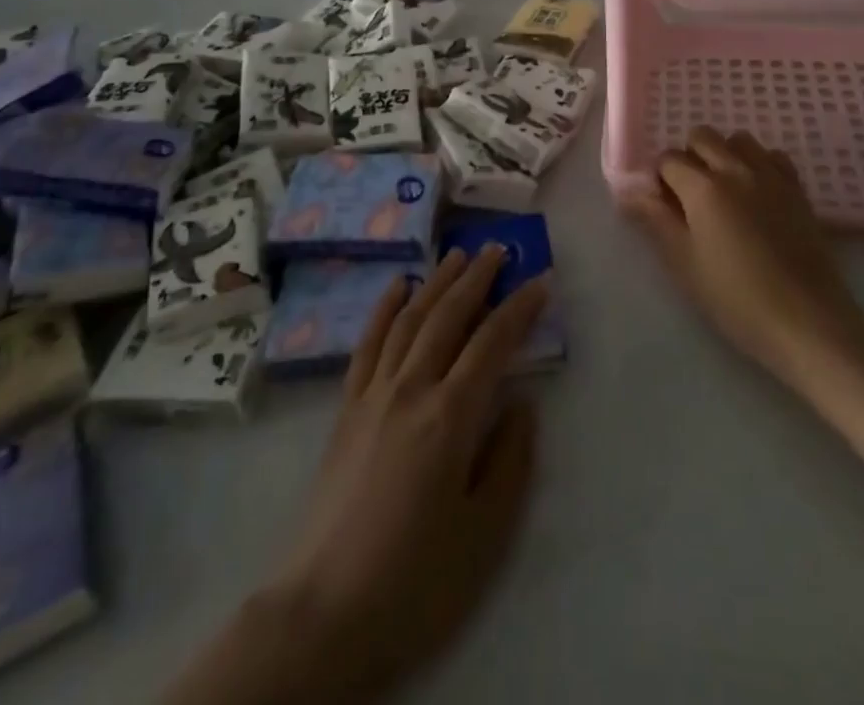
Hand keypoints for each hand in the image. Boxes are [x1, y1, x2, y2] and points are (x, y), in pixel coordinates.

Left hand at [171, 249, 547, 704]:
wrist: (322, 615)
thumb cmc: (415, 581)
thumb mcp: (485, 533)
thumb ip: (511, 460)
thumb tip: (522, 403)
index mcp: (451, 416)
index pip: (493, 343)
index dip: (520, 308)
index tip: (541, 280)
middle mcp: (411, 388)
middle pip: (449, 315)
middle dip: (478, 277)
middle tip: (501, 248)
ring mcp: (373, 394)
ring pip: (410, 318)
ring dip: (437, 281)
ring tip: (459, 254)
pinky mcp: (346, 408)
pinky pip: (368, 343)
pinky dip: (385, 308)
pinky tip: (397, 286)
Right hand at [626, 126, 863, 383]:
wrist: (806, 321)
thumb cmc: (736, 299)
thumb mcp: (685, 264)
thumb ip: (656, 221)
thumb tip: (629, 194)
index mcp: (703, 187)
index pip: (668, 159)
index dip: (660, 179)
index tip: (663, 205)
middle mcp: (736, 168)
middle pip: (703, 136)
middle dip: (689, 157)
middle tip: (690, 197)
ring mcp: (771, 175)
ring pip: (739, 140)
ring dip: (724, 154)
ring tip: (724, 192)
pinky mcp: (797, 188)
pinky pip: (772, 156)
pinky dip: (758, 164)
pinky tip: (756, 195)